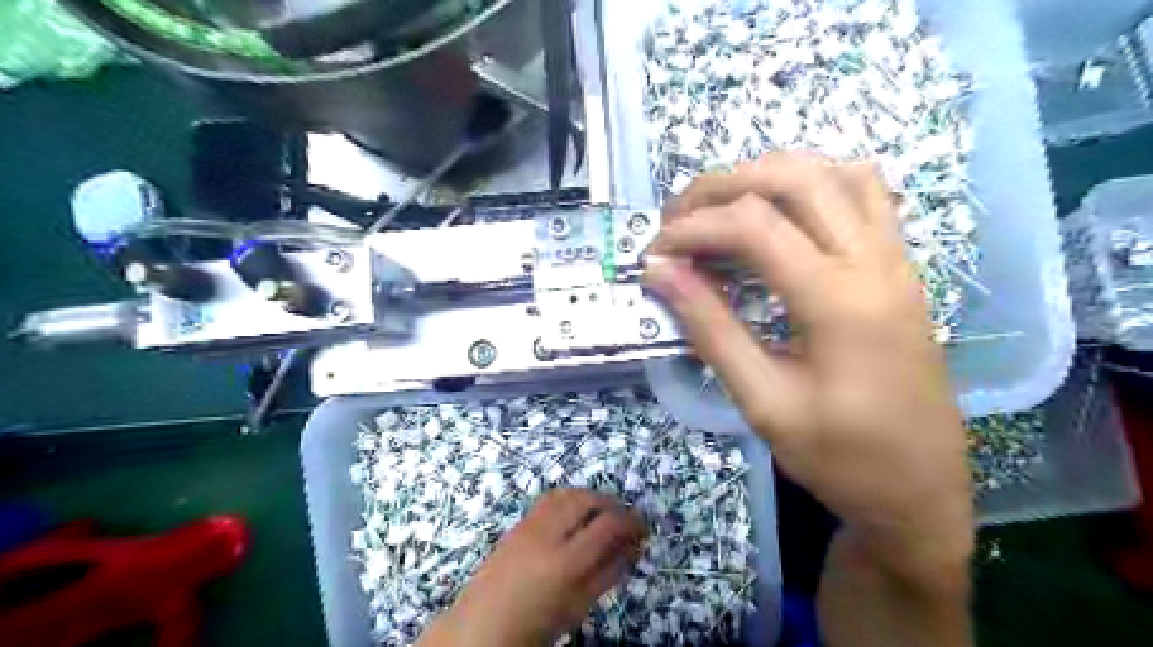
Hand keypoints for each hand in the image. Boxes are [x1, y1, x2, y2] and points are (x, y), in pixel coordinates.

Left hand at [418, 491, 646, 646]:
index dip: (631, 522)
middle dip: (612, 504)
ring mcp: (529, 524)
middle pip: (587, 499)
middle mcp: (547, 533)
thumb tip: (632, 547)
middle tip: (624, 521)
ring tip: (602, 515)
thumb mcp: (578, 607)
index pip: (608, 524)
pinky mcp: (517, 522)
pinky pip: (549, 498)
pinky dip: (570, 498)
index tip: (643, 529)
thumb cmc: (535, 626)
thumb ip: (608, 574)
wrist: (481, 628)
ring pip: (568, 492)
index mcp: (565, 562)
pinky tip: (575, 515)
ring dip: (590, 497)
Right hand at [645, 155, 974, 580]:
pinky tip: (783, 213)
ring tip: (721, 209)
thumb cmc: (839, 457)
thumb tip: (660, 274)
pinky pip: (866, 195)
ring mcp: (895, 260)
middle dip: (721, 187)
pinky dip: (815, 184)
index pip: (752, 225)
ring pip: (833, 173)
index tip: (653, 254)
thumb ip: (710, 329)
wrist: (920, 490)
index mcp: (838, 300)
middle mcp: (873, 262)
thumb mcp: (763, 402)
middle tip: (677, 219)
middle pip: (793, 178)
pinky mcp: (901, 269)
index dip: (692, 228)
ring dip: (767, 176)